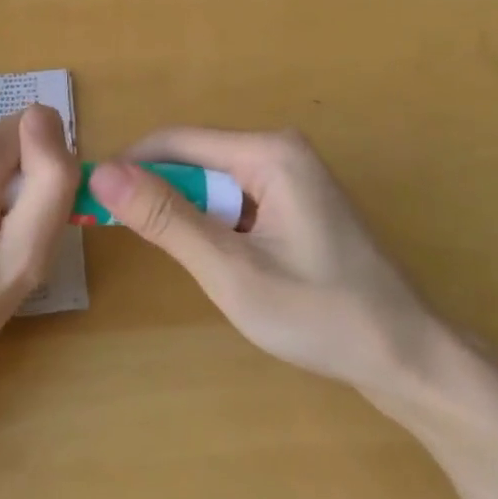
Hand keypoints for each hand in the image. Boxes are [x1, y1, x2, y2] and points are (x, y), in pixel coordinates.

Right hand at [88, 129, 431, 393]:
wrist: (407, 356)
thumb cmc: (321, 316)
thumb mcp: (232, 272)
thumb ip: (167, 219)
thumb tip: (104, 173)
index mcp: (268, 152)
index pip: (175, 142)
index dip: (129, 169)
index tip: (90, 203)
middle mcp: (280, 149)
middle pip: (195, 160)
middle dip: (159, 196)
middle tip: (129, 243)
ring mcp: (293, 175)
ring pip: (214, 183)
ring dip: (187, 215)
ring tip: (183, 261)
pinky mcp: (297, 200)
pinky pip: (238, 200)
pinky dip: (215, 226)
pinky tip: (221, 263)